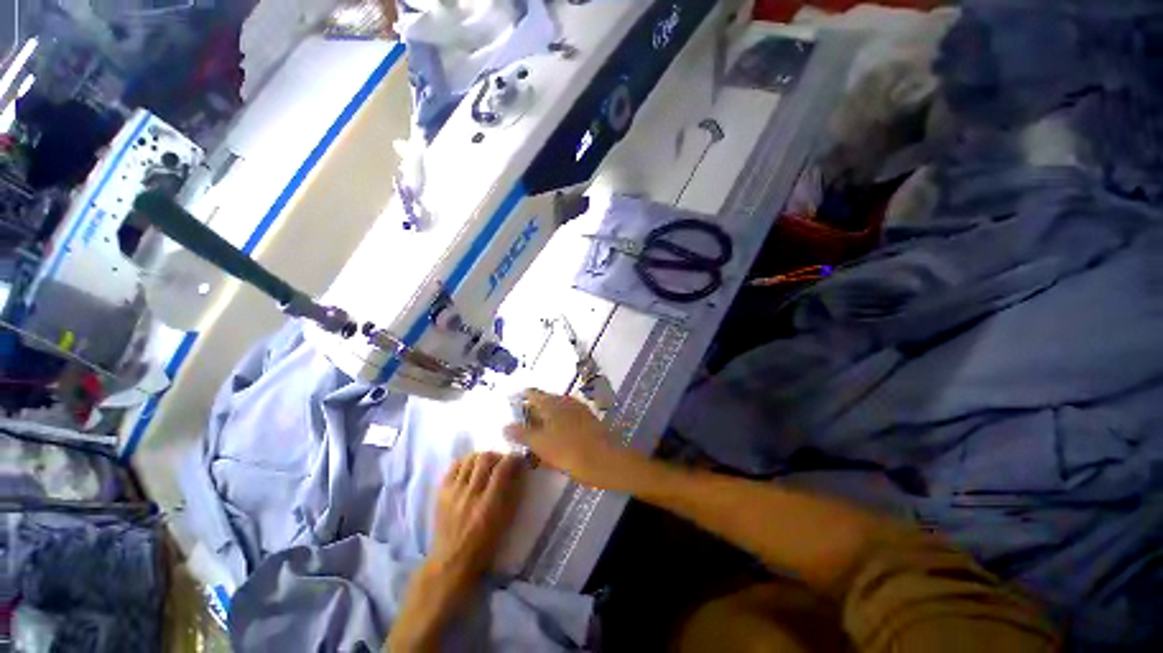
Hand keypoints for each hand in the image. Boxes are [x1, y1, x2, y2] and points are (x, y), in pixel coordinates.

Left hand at [430, 452, 523, 583]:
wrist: (451, 561)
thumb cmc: (485, 544)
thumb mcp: (506, 520)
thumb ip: (514, 492)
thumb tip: (519, 469)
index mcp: (489, 504)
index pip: (502, 468)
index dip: (512, 458)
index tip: (518, 458)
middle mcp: (470, 494)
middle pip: (485, 458)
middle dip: (497, 455)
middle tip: (502, 462)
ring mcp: (453, 492)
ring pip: (469, 459)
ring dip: (481, 457)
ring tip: (486, 465)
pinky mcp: (441, 492)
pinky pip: (454, 466)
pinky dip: (465, 463)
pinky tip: (470, 469)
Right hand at [504, 389, 637, 489]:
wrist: (605, 461)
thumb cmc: (569, 451)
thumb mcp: (541, 444)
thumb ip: (522, 434)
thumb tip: (505, 425)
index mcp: (552, 403)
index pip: (532, 393)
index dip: (520, 397)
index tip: (510, 404)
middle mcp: (565, 401)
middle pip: (544, 402)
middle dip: (531, 411)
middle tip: (519, 426)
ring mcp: (578, 409)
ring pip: (555, 411)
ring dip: (544, 420)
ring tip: (534, 436)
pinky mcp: (587, 420)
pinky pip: (566, 419)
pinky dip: (557, 426)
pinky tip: (554, 440)